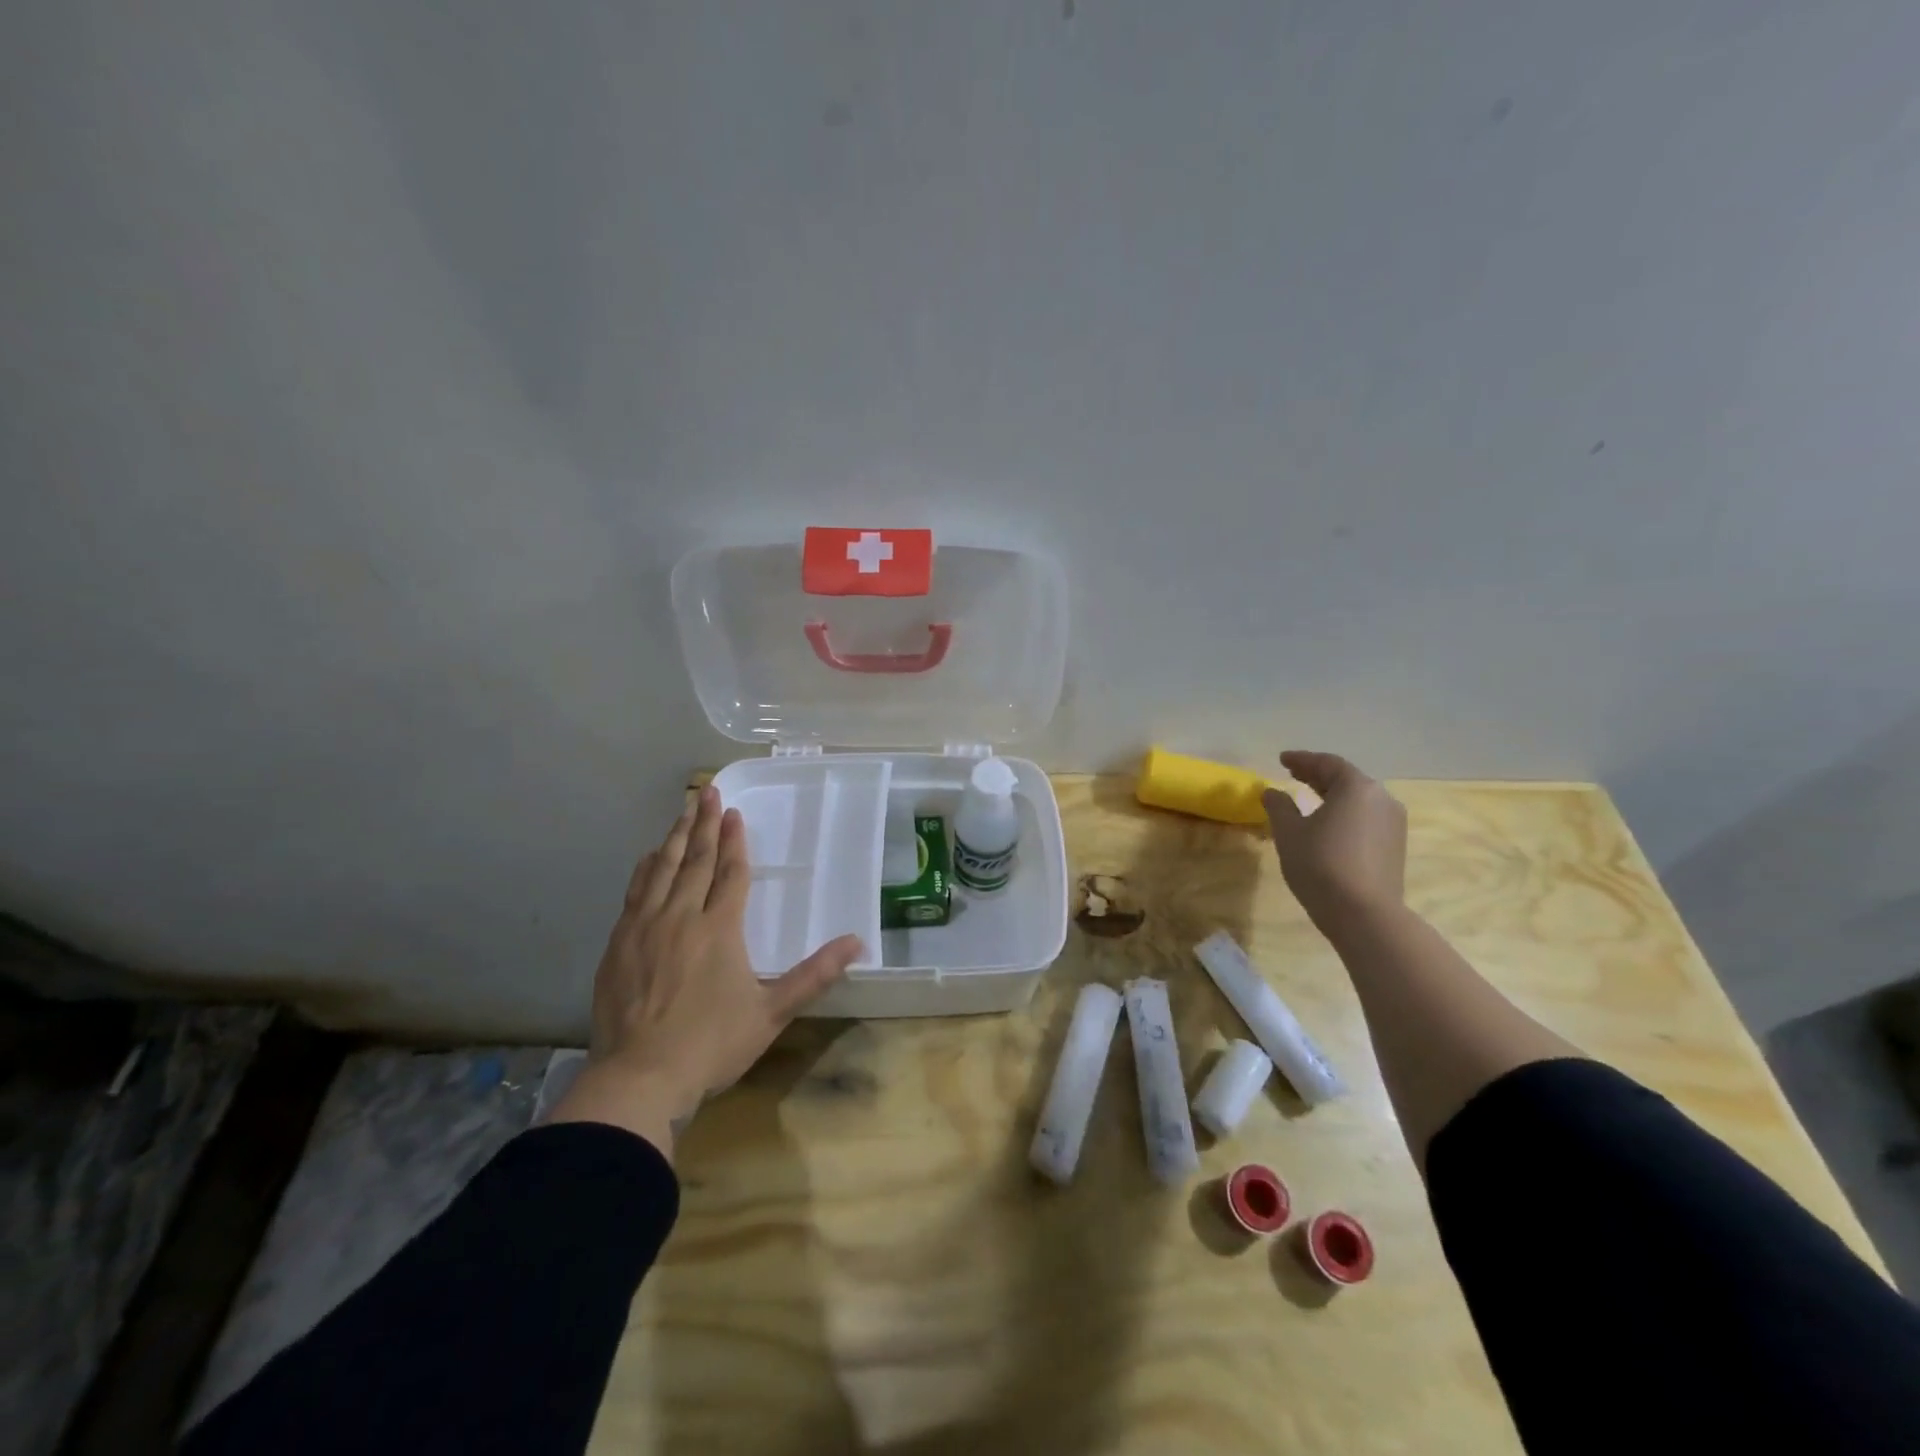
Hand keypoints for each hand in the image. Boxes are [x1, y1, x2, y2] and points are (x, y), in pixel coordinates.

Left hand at [549, 786, 862, 1155]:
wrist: (639, 1078)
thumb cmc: (712, 1044)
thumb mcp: (773, 1012)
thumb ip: (815, 974)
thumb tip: (859, 942)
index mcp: (720, 928)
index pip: (730, 873)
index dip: (734, 841)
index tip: (734, 813)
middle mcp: (681, 917)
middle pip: (694, 861)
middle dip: (702, 824)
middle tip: (706, 791)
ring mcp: (644, 928)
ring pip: (662, 870)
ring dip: (674, 838)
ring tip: (682, 810)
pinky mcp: (619, 944)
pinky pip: (634, 892)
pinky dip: (645, 869)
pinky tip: (649, 857)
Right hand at [1264, 750, 1406, 935]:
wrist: (1364, 914)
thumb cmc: (1320, 864)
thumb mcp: (1289, 832)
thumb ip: (1279, 806)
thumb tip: (1273, 792)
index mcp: (1356, 788)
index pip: (1327, 763)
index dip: (1302, 760)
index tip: (1282, 760)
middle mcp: (1381, 799)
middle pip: (1346, 779)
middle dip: (1318, 775)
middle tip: (1293, 775)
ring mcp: (1393, 824)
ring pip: (1358, 800)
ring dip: (1333, 795)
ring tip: (1309, 798)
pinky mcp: (1395, 846)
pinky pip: (1366, 818)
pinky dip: (1345, 813)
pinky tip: (1328, 824)